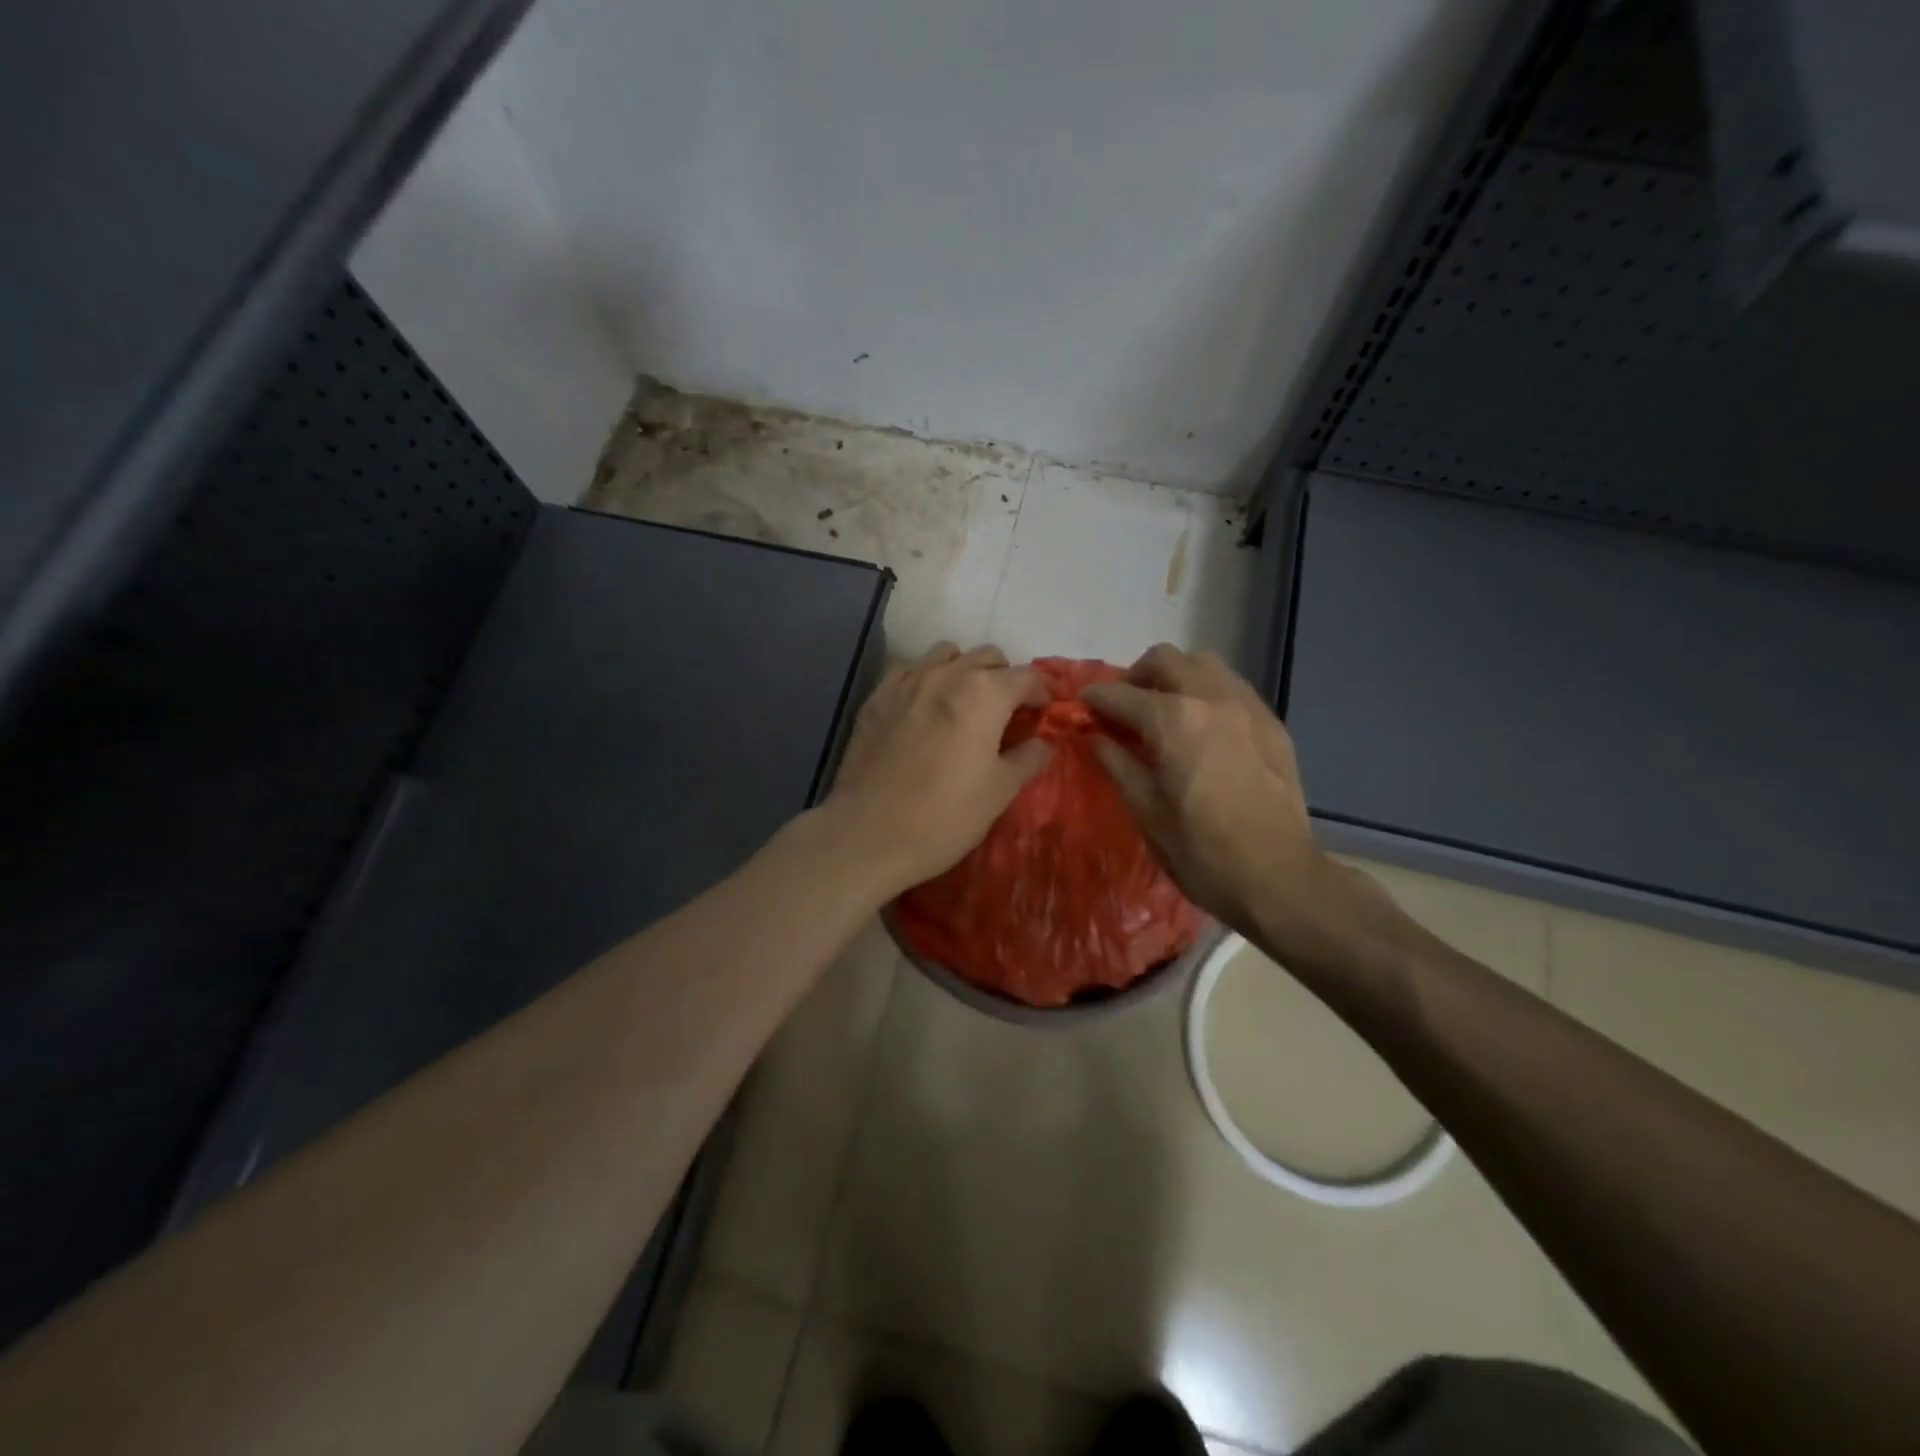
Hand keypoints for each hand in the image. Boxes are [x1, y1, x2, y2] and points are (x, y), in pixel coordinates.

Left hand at [826, 643, 1051, 896]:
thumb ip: (1028, 758)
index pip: (1026, 677)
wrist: (869, 834)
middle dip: (1004, 678)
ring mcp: (906, 682)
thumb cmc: (945, 816)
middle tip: (1006, 712)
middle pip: (987, 657)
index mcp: (984, 694)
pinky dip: (925, 678)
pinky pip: (908, 670)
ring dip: (963, 670)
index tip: (1044, 714)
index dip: (1042, 693)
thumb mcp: (1000, 791)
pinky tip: (924, 707)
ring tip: (964, 703)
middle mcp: (946, 675)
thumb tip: (1043, 742)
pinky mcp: (876, 698)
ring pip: (946, 654)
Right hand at [1080, 645, 1397, 966]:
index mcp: (1174, 721)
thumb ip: (1117, 763)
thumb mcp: (1146, 811)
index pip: (1121, 695)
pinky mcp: (1272, 724)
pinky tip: (1202, 727)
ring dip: (1176, 676)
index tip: (1081, 707)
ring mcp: (1248, 707)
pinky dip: (1208, 693)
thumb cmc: (1201, 852)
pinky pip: (1233, 688)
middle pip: (1166, 660)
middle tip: (1124, 706)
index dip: (1095, 699)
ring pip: (1204, 664)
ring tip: (1164, 710)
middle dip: (1136, 676)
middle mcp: (1211, 699)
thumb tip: (1094, 736)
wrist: (1278, 878)